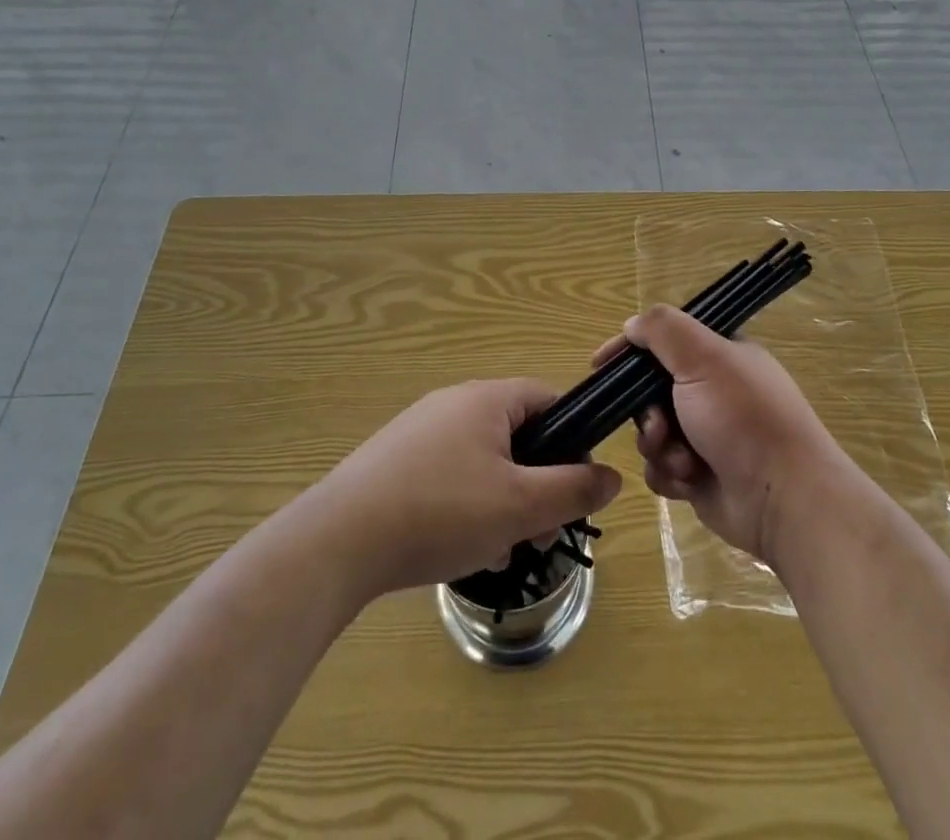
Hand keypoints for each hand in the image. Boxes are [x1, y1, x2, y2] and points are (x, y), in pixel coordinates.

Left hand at [307, 379, 620, 600]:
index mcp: (487, 398)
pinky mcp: (393, 462)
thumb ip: (573, 489)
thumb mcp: (520, 506)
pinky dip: (465, 506)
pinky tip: (458, 548)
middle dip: (536, 484)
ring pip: (483, 461)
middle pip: (516, 435)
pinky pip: (448, 475)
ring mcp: (419, 431)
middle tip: (536, 533)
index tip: (575, 488)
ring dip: (502, 502)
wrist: (337, 542)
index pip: (548, 400)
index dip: (572, 440)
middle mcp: (453, 403)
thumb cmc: (441, 512)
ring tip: (498, 550)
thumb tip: (613, 477)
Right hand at [615, 305, 850, 563]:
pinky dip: (669, 473)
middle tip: (658, 425)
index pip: (666, 339)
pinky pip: (662, 467)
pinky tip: (688, 480)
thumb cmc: (743, 418)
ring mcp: (707, 434)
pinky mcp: (700, 474)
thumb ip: (663, 330)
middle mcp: (714, 391)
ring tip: (681, 459)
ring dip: (659, 446)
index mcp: (722, 355)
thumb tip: (632, 324)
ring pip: (652, 431)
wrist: (783, 499)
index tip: (600, 364)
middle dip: (647, 411)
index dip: (632, 348)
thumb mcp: (703, 358)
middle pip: (651, 390)